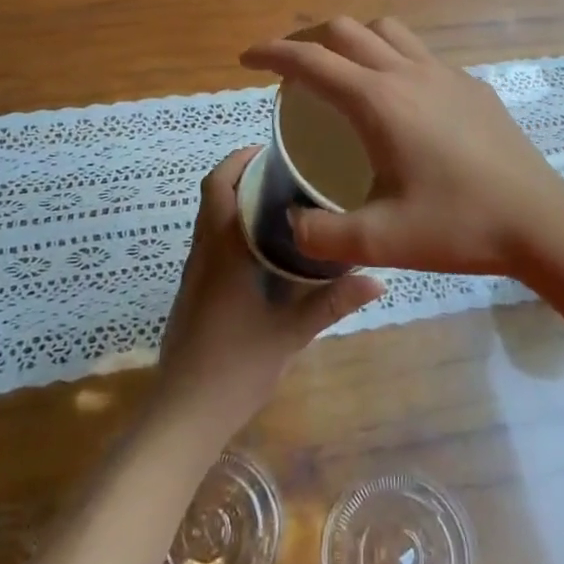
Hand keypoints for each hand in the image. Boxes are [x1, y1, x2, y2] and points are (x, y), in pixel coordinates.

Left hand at [155, 148, 384, 441]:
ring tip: (280, 202)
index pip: (219, 185)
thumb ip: (333, 302)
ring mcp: (194, 273)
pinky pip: (210, 243)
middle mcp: (203, 252)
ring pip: (209, 219)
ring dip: (235, 201)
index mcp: (222, 249)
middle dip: (242, 175)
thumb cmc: (236, 366)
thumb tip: (379, 279)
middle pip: (212, 195)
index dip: (239, 160)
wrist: (184, 413)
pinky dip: (231, 228)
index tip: (271, 150)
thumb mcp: (291, 333)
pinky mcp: (192, 292)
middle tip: (285, 172)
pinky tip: (263, 249)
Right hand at [240, 17, 563, 276]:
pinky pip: (420, 53)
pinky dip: (392, 58)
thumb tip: (291, 224)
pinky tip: (399, 99)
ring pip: (388, 31)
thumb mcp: (379, 241)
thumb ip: (321, 235)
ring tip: (341, 70)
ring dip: (354, 39)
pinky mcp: (472, 85)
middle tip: (289, 67)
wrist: (539, 221)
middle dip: (309, 38)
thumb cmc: (457, 225)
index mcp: (379, 101)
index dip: (272, 52)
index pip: (311, 60)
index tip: (247, 58)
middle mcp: (408, 73)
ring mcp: (445, 74)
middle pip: (347, 30)